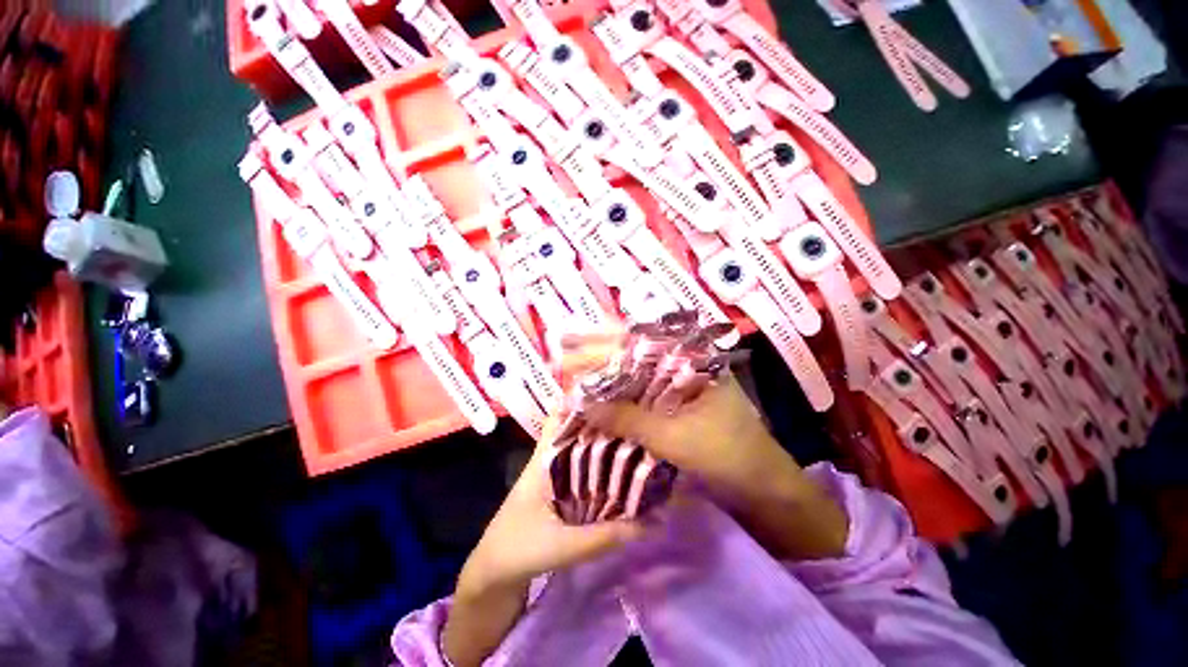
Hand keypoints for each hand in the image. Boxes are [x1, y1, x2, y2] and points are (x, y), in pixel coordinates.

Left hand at [444, 415, 644, 665]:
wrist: (493, 576)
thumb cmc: (518, 552)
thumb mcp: (563, 546)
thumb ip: (605, 535)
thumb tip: (652, 520)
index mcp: (543, 460)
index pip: (559, 417)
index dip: (581, 399)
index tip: (611, 389)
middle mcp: (550, 459)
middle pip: (576, 429)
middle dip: (602, 419)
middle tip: (636, 409)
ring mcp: (554, 474)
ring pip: (581, 448)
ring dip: (603, 441)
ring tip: (637, 430)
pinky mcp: (560, 490)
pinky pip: (583, 469)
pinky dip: (600, 465)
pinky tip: (624, 465)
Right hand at [568, 332, 846, 560]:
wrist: (762, 487)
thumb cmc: (727, 454)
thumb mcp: (674, 437)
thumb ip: (628, 418)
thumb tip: (582, 401)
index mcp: (691, 360)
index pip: (640, 341)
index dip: (602, 342)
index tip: (570, 344)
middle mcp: (684, 364)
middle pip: (635, 352)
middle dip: (598, 351)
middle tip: (563, 347)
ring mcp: (680, 384)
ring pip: (636, 372)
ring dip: (607, 371)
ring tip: (573, 366)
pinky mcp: (676, 403)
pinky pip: (643, 393)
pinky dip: (620, 394)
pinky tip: (599, 393)